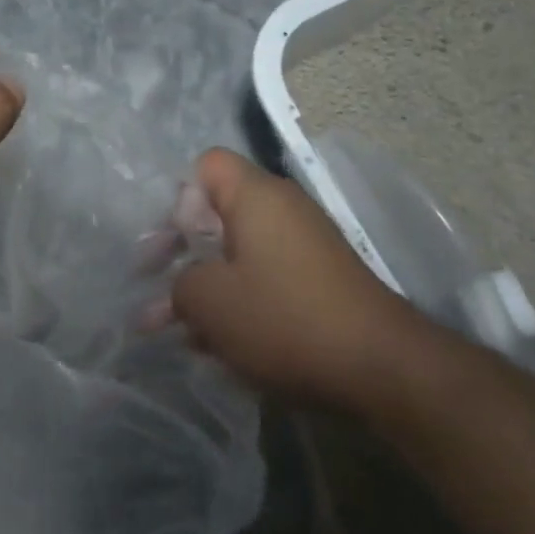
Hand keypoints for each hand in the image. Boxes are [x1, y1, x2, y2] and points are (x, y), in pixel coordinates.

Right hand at [172, 149, 442, 412]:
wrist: (378, 367)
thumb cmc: (283, 320)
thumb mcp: (209, 301)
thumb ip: (179, 283)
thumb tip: (185, 287)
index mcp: (257, 197)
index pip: (206, 166)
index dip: (178, 200)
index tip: (169, 247)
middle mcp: (284, 211)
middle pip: (218, 213)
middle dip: (181, 252)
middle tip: (155, 289)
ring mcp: (304, 246)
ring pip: (237, 253)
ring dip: (205, 286)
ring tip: (176, 329)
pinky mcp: (317, 281)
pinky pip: (263, 278)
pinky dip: (237, 301)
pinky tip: (216, 342)